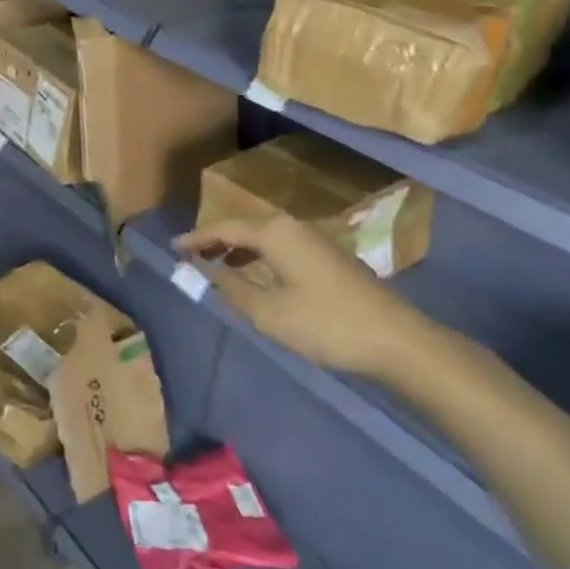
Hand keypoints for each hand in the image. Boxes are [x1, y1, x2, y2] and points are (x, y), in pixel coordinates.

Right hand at [174, 212, 437, 378]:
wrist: (397, 341)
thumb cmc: (325, 324)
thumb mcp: (267, 312)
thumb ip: (229, 288)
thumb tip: (204, 271)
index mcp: (274, 233)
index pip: (223, 228)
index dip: (195, 238)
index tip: (172, 248)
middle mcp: (292, 227)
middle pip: (244, 228)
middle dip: (215, 241)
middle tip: (191, 256)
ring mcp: (315, 241)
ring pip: (264, 238)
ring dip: (238, 250)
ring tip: (217, 267)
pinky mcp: (329, 258)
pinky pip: (281, 248)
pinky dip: (259, 257)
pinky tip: (256, 277)